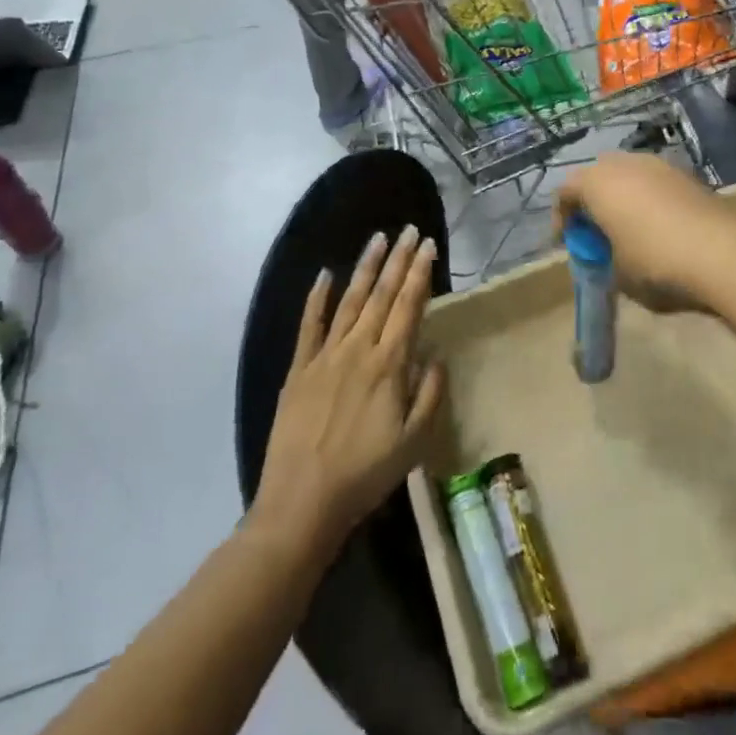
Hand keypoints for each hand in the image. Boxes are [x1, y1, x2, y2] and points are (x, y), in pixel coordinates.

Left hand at [253, 227, 445, 552]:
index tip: (427, 246)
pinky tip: (324, 275)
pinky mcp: (299, 369)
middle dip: (398, 260)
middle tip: (409, 231)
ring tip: (377, 239)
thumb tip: (437, 356)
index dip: (419, 274)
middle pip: (382, 295)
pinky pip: (309, 326)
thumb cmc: (365, 475)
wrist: (301, 503)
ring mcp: (325, 356)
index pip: (408, 307)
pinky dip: (317, 298)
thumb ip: (429, 395)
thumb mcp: (413, 443)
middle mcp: (358, 350)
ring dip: (365, 268)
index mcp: (388, 365)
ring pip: (349, 301)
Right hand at [554, 153, 735, 316]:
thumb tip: (613, 252)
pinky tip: (661, 230)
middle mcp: (625, 164)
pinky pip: (656, 185)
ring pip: (630, 177)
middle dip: (593, 202)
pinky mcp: (689, 176)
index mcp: (597, 182)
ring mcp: (660, 166)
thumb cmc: (656, 264)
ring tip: (630, 231)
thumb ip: (604, 257)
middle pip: (598, 176)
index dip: (562, 218)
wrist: (725, 254)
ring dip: (624, 199)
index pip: (565, 192)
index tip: (568, 245)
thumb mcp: (617, 274)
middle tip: (597, 233)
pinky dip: (651, 202)